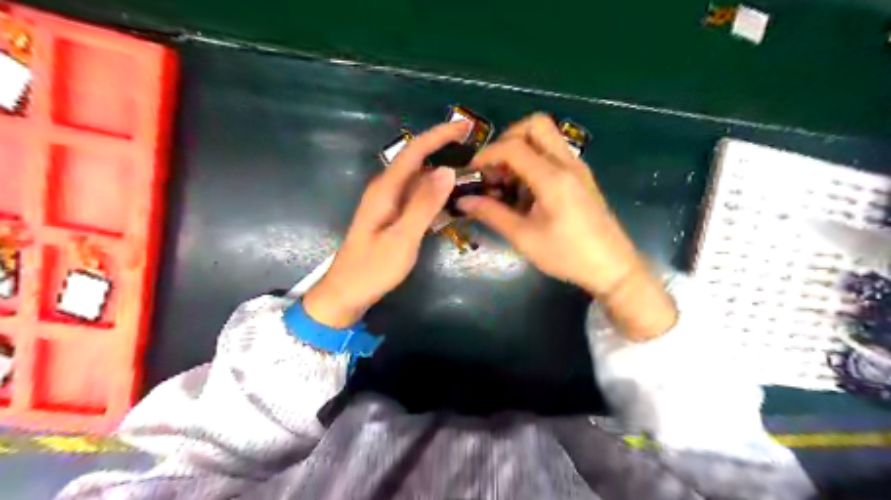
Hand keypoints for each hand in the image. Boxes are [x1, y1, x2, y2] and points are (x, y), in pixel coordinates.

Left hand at [303, 122, 466, 326]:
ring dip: (443, 176)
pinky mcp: (392, 217)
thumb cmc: (373, 267)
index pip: (415, 151)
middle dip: (445, 152)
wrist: (346, 292)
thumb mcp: (403, 237)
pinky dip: (436, 196)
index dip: (439, 135)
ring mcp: (389, 204)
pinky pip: (417, 198)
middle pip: (418, 161)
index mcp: (386, 189)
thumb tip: (448, 170)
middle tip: (476, 154)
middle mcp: (387, 189)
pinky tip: (452, 204)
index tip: (466, 127)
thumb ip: (424, 204)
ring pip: (419, 180)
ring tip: (471, 177)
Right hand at [460, 113, 640, 296]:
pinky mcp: (582, 176)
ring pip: (546, 136)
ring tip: (508, 181)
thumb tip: (464, 201)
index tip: (472, 171)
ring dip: (522, 148)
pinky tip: (527, 191)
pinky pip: (554, 153)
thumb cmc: (567, 255)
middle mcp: (567, 163)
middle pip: (535, 125)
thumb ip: (493, 214)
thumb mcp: (525, 238)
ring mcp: (578, 167)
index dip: (487, 154)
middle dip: (508, 139)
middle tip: (495, 167)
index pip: (514, 147)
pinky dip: (535, 159)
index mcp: (553, 178)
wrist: (613, 267)